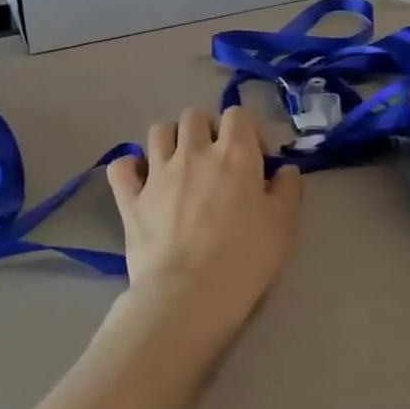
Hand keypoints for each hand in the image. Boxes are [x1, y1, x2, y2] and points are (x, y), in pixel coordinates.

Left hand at [106, 106, 302, 339]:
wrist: (190, 294)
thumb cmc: (244, 259)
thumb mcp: (284, 225)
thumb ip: (288, 189)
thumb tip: (285, 170)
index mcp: (234, 154)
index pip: (237, 114)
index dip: (246, 129)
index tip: (254, 156)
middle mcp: (193, 152)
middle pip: (194, 115)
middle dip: (206, 128)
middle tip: (215, 158)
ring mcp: (157, 172)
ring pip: (158, 130)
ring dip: (170, 139)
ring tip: (179, 163)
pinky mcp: (130, 198)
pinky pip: (121, 166)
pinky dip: (130, 167)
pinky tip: (140, 180)